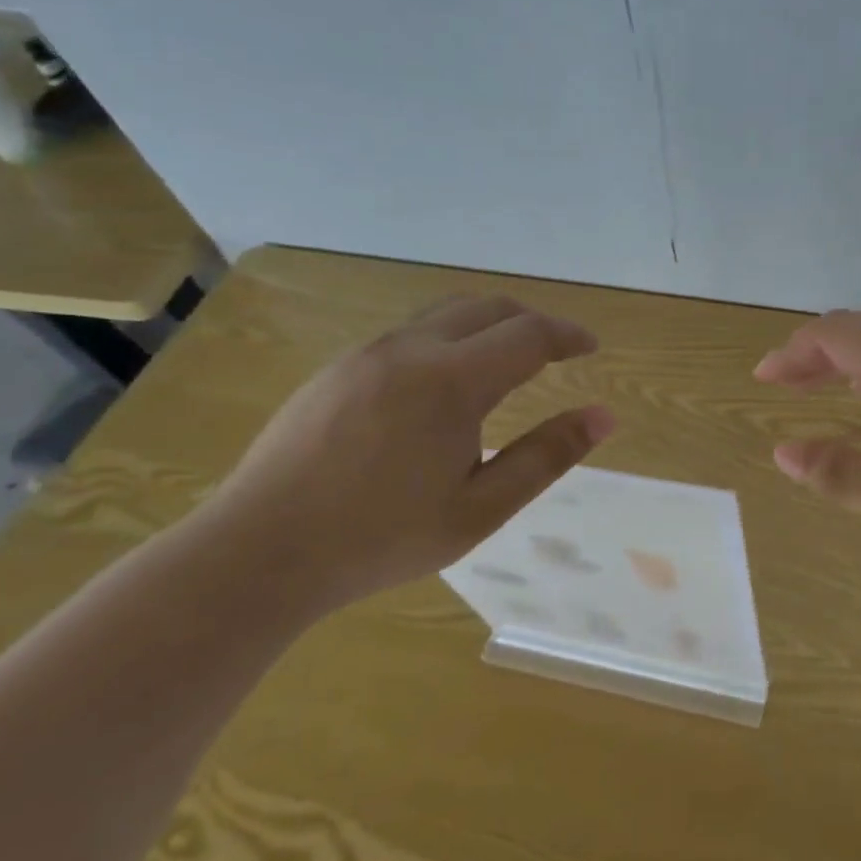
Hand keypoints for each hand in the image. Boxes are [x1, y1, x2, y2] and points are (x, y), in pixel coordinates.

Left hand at [193, 295, 614, 609]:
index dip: (567, 335)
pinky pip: (408, 336)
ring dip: (486, 327)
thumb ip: (545, 456)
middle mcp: (410, 349)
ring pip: (444, 315)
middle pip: (487, 308)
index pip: (528, 334)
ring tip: (504, 364)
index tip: (591, 347)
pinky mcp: (336, 370)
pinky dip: (447, 341)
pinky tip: (440, 389)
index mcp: (451, 380)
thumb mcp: (479, 508)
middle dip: (530, 321)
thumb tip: (603, 417)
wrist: (258, 552)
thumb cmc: (380, 537)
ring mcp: (366, 354)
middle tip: (555, 351)